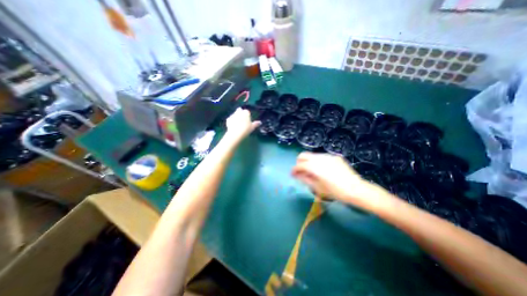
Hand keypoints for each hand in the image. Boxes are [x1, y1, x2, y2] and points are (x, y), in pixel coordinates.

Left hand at [225, 108, 260, 144]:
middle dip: (240, 113)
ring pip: (235, 114)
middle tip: (242, 119)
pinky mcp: (228, 119)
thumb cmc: (246, 129)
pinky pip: (230, 118)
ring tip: (238, 123)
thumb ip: (256, 124)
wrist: (235, 133)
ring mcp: (233, 115)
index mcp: (245, 112)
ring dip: (236, 116)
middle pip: (239, 110)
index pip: (247, 111)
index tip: (248, 119)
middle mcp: (239, 112)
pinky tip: (233, 125)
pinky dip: (231, 121)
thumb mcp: (252, 127)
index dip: (247, 115)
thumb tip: (260, 122)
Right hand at [292, 152, 378, 207]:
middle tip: (301, 172)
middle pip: (303, 155)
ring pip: (312, 155)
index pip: (299, 165)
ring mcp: (328, 156)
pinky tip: (323, 170)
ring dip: (308, 162)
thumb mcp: (317, 188)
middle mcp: (320, 158)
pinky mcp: (335, 157)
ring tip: (312, 172)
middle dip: (299, 163)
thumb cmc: (335, 192)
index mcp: (314, 167)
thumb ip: (305, 179)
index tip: (292, 175)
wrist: (356, 190)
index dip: (294, 170)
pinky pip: (322, 157)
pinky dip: (318, 162)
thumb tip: (296, 174)